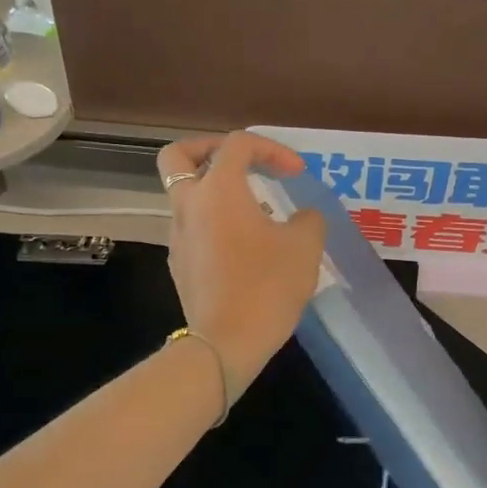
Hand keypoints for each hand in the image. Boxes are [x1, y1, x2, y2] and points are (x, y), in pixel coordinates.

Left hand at [156, 132, 326, 392]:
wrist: (225, 343)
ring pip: (185, 195)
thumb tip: (303, 217)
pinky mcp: (179, 264)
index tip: (296, 173)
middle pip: (178, 157)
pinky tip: (244, 247)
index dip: (271, 148)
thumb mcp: (305, 247)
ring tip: (254, 211)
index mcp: (219, 190)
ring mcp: (178, 236)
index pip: (238, 144)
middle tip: (240, 164)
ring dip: (215, 191)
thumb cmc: (267, 286)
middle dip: (208, 149)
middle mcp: (189, 205)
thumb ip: (308, 219)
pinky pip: (192, 228)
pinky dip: (214, 223)